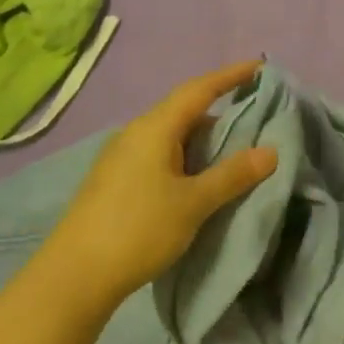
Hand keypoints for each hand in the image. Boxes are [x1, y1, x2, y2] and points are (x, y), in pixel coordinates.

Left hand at [43, 61, 278, 316]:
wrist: (73, 277)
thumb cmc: (138, 230)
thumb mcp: (193, 203)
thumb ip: (232, 175)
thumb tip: (270, 151)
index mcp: (155, 128)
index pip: (199, 89)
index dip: (231, 75)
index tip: (259, 67)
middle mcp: (136, 133)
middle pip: (185, 109)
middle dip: (221, 110)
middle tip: (255, 116)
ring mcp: (122, 156)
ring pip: (172, 134)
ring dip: (203, 137)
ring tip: (234, 149)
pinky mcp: (116, 179)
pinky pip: (160, 153)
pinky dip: (186, 155)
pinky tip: (199, 176)